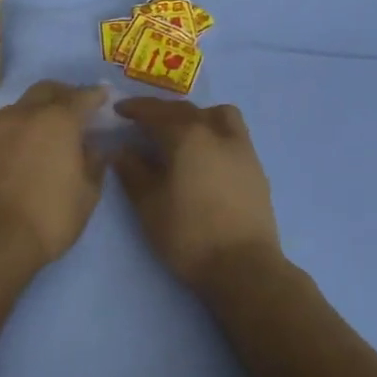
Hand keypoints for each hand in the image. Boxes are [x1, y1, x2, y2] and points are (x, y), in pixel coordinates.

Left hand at [0, 82, 108, 265]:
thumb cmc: (49, 218)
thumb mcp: (87, 195)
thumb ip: (93, 164)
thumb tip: (92, 148)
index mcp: (57, 121)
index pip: (81, 96)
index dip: (94, 96)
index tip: (101, 98)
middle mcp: (20, 115)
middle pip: (43, 91)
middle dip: (60, 95)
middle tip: (69, 111)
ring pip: (12, 113)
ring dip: (27, 120)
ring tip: (33, 143)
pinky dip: (0, 144)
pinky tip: (2, 167)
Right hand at [113, 99, 283, 291]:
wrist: (243, 267)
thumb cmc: (188, 234)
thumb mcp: (149, 205)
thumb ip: (133, 172)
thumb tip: (122, 150)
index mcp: (187, 137)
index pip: (156, 113)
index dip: (135, 109)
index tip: (119, 111)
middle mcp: (217, 133)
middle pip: (186, 110)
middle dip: (162, 111)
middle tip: (144, 122)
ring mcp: (241, 148)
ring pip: (218, 115)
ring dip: (197, 115)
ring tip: (182, 133)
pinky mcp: (256, 167)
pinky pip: (233, 134)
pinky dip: (214, 133)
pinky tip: (205, 156)